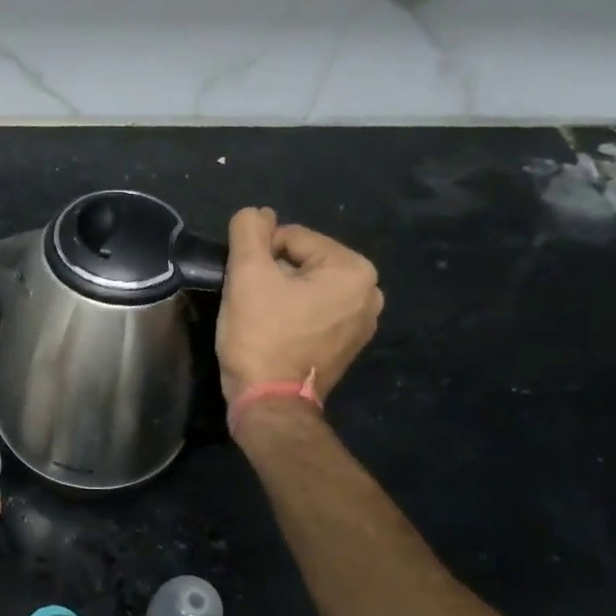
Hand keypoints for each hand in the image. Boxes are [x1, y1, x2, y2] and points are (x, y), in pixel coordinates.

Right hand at [216, 208, 382, 404]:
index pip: (291, 238)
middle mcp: (370, 292)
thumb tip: (256, 212)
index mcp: (353, 269)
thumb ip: (249, 232)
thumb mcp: (246, 275)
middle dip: (272, 275)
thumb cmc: (260, 336)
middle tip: (250, 303)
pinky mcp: (349, 345)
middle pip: (302, 262)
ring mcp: (363, 322)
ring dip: (280, 295)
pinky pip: (316, 313)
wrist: (269, 402)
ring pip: (307, 288)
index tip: (244, 285)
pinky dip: (294, 315)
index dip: (259, 257)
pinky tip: (276, 333)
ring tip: (261, 319)